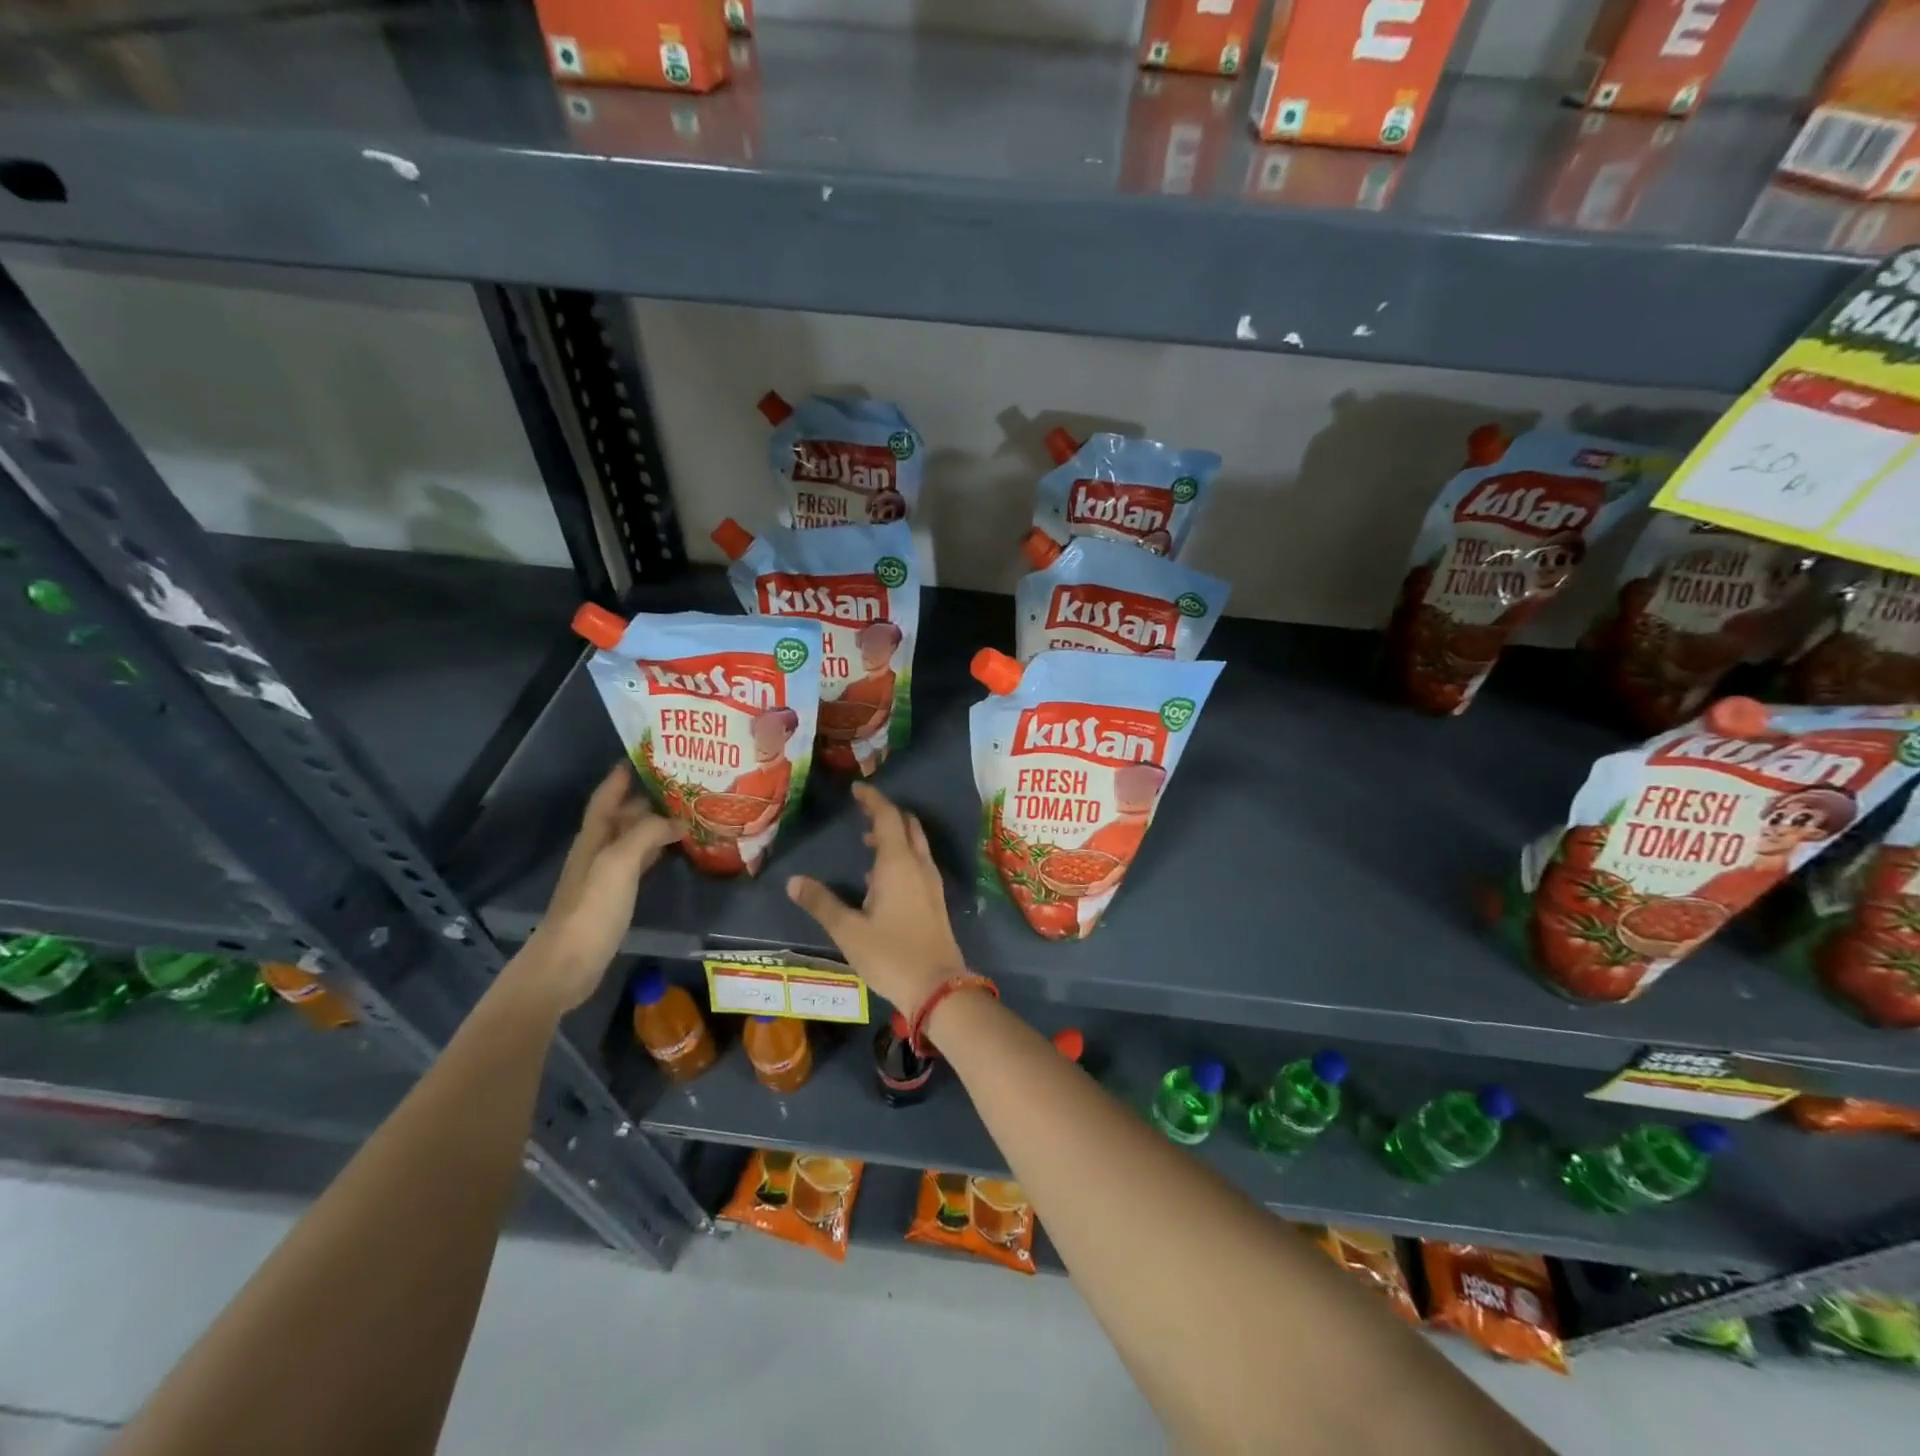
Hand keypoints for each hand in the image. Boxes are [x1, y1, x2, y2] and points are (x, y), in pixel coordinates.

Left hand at [517, 763, 678, 1010]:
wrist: (566, 965)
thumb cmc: (590, 910)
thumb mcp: (619, 864)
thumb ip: (646, 834)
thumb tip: (677, 819)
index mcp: (594, 837)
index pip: (606, 796)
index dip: (622, 774)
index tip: (647, 754)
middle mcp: (597, 850)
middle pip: (622, 814)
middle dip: (648, 796)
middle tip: (684, 782)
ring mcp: (605, 875)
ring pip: (632, 837)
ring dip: (655, 823)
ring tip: (688, 810)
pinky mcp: (614, 897)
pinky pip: (640, 861)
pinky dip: (657, 849)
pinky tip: (675, 849)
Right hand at [786, 783, 965, 1015]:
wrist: (939, 987)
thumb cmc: (891, 955)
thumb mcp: (849, 931)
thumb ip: (822, 903)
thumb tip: (794, 882)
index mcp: (898, 863)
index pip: (888, 817)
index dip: (872, 800)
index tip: (857, 790)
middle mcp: (919, 865)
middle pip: (907, 825)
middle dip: (886, 814)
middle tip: (862, 813)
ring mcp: (931, 882)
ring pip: (916, 845)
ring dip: (894, 836)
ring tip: (866, 844)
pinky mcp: (935, 900)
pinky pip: (919, 863)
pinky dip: (902, 856)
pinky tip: (881, 878)